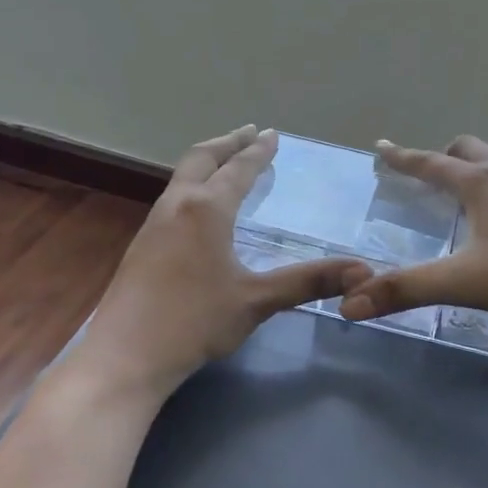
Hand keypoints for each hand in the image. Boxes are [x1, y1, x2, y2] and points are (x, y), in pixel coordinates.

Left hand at [76, 126, 370, 406]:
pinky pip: (172, 197)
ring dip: (207, 161)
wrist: (124, 356)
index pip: (239, 169)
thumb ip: (308, 282)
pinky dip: (193, 184)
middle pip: (202, 158)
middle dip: (228, 142)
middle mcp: (178, 205)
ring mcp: (154, 223)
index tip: (272, 134)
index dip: (258, 151)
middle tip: (249, 132)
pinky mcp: (141, 244)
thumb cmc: (194, 322)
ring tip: (226, 161)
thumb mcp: (257, 301)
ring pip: (182, 176)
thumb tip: (363, 272)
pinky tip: (199, 207)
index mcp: (207, 209)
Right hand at [339, 136, 487, 323]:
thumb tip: (350, 304)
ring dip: (485, 163)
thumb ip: (406, 290)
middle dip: (445, 155)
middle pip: (470, 148)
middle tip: (432, 172)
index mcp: (479, 184)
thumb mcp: (461, 282)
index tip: (381, 148)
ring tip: (478, 184)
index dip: (402, 157)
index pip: (430, 163)